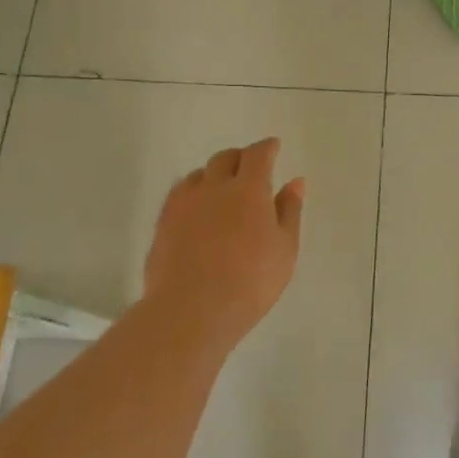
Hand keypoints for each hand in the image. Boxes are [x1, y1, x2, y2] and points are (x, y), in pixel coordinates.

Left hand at [143, 138, 304, 351]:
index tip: (273, 146)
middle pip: (225, 158)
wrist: (191, 310)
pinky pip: (179, 194)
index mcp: (249, 189)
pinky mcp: (163, 223)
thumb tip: (295, 181)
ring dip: (214, 174)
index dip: (267, 147)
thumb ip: (289, 211)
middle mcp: (214, 187)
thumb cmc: (250, 282)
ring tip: (222, 188)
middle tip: (250, 167)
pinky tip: (197, 208)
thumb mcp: (285, 249)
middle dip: (240, 157)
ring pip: (199, 174)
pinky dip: (193, 192)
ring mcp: (184, 203)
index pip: (257, 155)